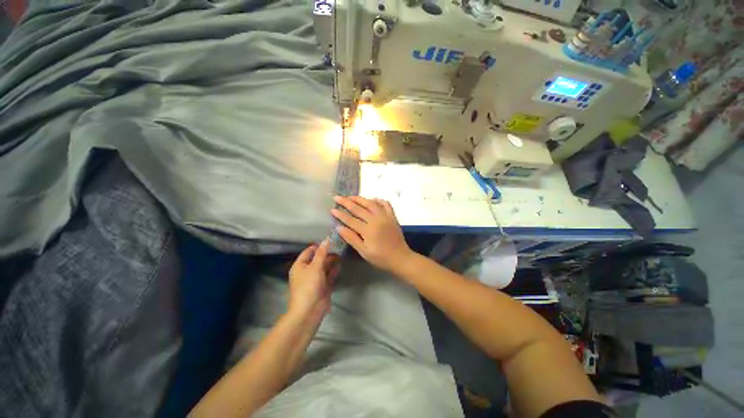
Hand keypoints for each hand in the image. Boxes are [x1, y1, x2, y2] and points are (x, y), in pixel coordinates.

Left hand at [288, 239, 339, 322]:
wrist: (310, 310)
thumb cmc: (309, 286)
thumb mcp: (315, 266)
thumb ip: (322, 253)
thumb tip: (327, 239)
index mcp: (300, 265)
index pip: (309, 251)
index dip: (319, 246)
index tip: (330, 241)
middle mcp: (307, 271)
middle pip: (318, 258)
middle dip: (327, 254)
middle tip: (338, 248)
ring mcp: (315, 279)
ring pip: (324, 267)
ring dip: (331, 262)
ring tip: (340, 256)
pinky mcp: (323, 286)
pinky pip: (329, 275)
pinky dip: (333, 271)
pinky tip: (339, 267)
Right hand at [331, 196, 412, 271]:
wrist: (400, 258)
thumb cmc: (381, 258)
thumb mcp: (364, 252)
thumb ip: (352, 239)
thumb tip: (339, 228)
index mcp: (368, 230)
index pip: (351, 220)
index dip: (340, 214)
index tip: (332, 209)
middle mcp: (376, 220)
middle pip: (359, 208)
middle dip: (346, 202)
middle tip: (337, 197)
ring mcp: (385, 216)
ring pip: (371, 203)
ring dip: (360, 198)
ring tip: (350, 196)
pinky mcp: (392, 216)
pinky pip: (385, 204)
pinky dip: (378, 200)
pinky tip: (372, 200)